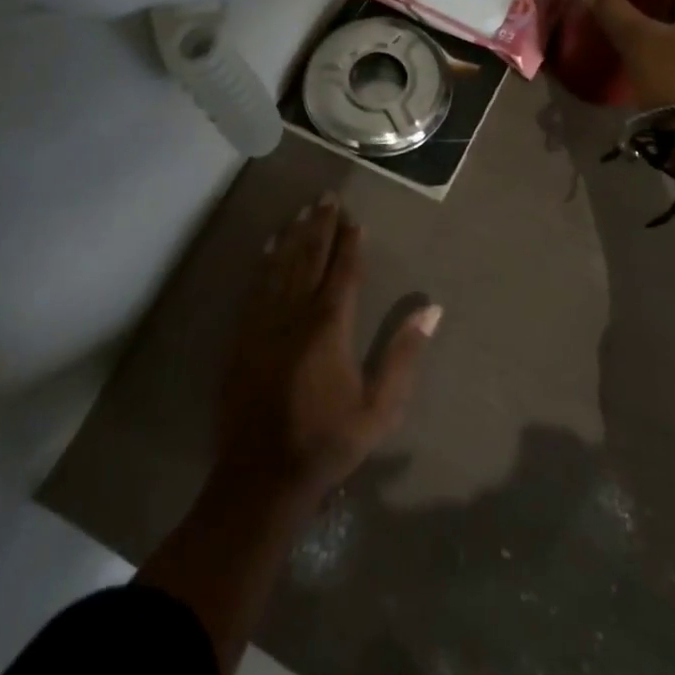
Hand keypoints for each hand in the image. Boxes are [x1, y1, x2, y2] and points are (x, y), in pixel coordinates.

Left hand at [215, 194, 439, 508]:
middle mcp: (295, 314)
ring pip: (281, 266)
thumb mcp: (379, 409)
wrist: (261, 477)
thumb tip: (431, 309)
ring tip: (303, 210)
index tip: (356, 219)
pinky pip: (256, 286)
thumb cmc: (328, 442)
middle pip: (310, 258)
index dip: (350, 243)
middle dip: (321, 226)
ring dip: (294, 235)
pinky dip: (265, 261)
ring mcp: (264, 323)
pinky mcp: (243, 336)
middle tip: (327, 197)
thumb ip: (403, 356)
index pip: (343, 273)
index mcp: (329, 328)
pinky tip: (268, 246)